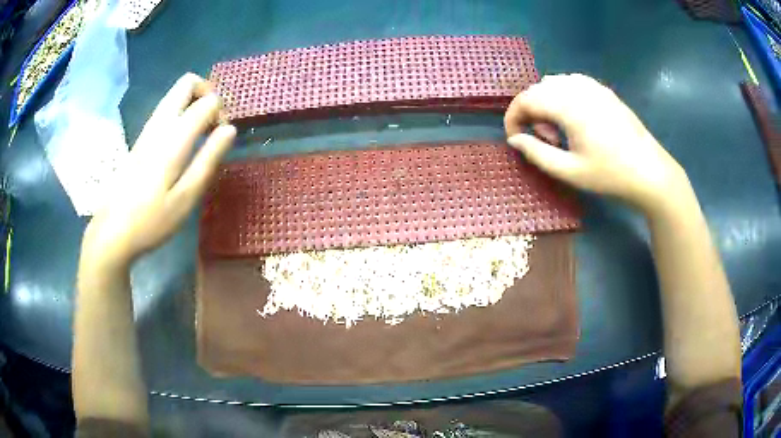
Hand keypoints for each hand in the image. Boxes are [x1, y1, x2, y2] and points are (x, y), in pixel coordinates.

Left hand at [81, 73, 235, 270]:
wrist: (112, 231)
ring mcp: (147, 130)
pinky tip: (183, 141)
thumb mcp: (186, 198)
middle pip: (186, 83)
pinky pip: (166, 109)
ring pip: (174, 94)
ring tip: (201, 132)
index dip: (222, 112)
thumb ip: (208, 160)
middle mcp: (159, 124)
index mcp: (173, 139)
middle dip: (207, 93)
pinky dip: (182, 113)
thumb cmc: (151, 221)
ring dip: (194, 102)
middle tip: (213, 121)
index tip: (223, 136)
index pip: (207, 102)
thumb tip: (230, 130)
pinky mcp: (141, 139)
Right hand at [504, 74, 688, 213]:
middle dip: (530, 112)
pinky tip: (575, 119)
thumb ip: (537, 153)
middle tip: (544, 140)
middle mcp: (577, 88)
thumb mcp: (570, 171)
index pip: (525, 99)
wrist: (650, 172)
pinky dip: (563, 97)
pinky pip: (572, 84)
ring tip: (560, 131)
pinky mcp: (604, 91)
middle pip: (538, 89)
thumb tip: (515, 140)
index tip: (515, 139)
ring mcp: (593, 86)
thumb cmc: (610, 175)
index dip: (512, 118)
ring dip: (547, 103)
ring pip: (554, 83)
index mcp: (567, 105)